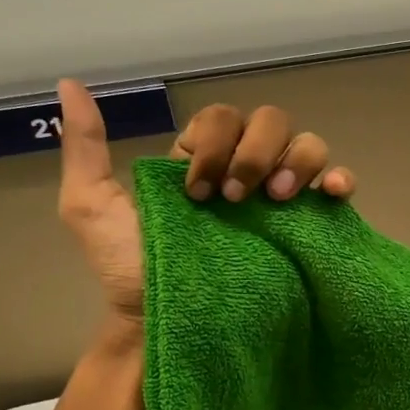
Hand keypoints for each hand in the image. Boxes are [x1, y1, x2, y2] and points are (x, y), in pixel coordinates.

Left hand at [55, 83, 356, 343]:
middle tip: (236, 199)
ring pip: (307, 143)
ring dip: (295, 161)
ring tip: (277, 199)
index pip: (223, 117)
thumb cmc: (131, 272)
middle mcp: (246, 170)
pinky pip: (338, 184)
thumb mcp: (92, 207)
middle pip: (270, 121)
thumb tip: (69, 84)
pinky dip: (339, 178)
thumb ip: (86, 147)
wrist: (167, 324)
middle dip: (254, 152)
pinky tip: (329, 193)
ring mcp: (281, 197)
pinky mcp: (308, 224)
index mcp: (202, 160)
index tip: (196, 192)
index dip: (215, 142)